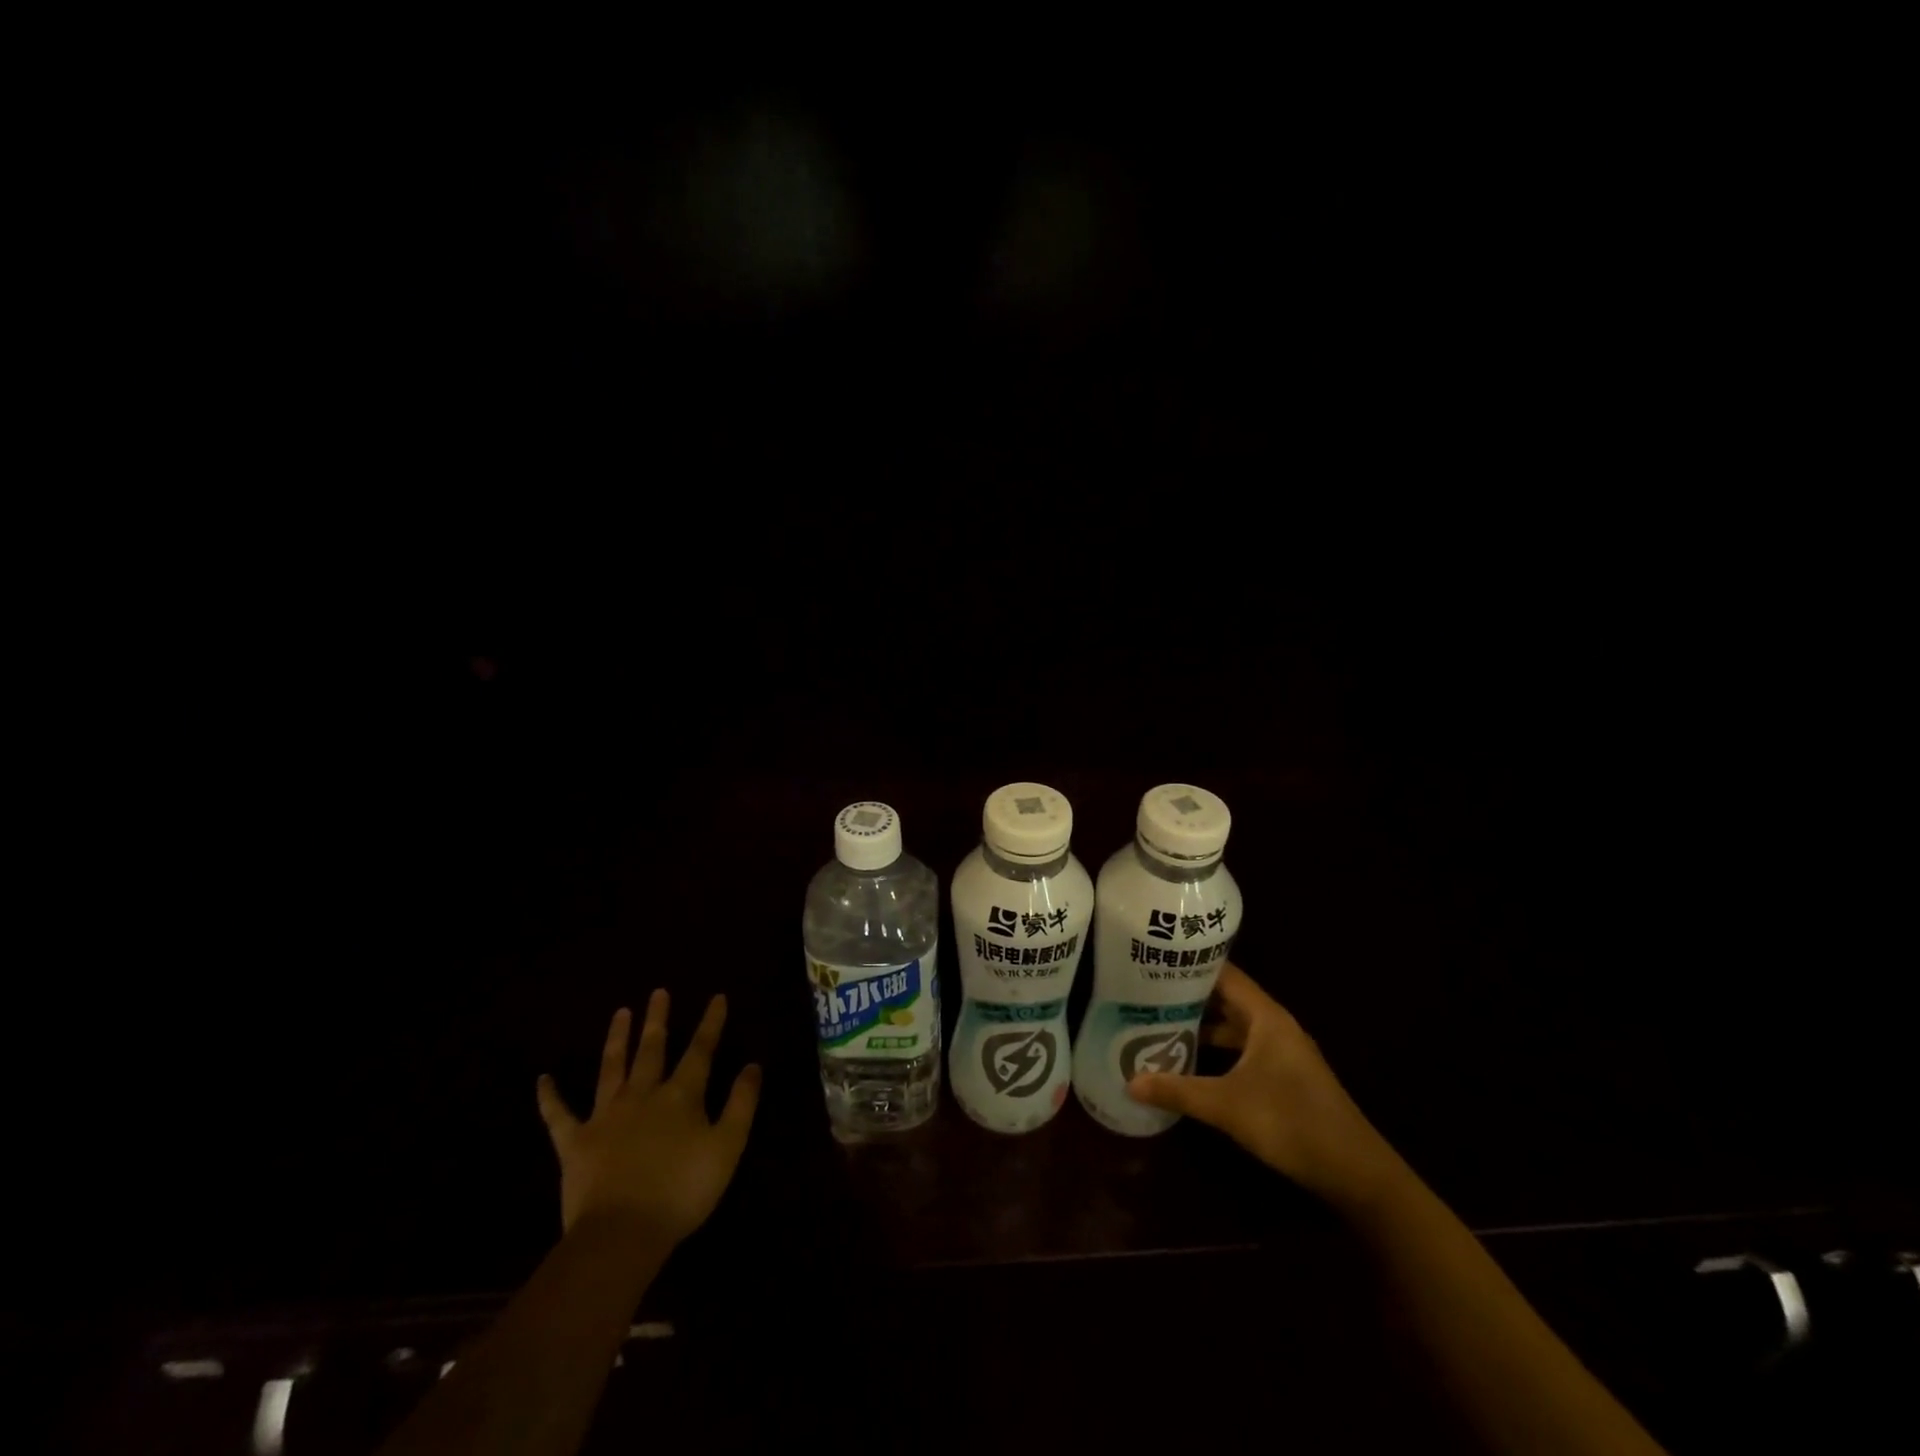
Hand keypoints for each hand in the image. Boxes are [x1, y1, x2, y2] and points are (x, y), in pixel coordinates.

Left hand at [536, 991, 760, 1245]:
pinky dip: (550, 1097)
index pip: (700, 1050)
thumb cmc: (682, 1191)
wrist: (621, 1234)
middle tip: (658, 992)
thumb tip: (752, 1065)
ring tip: (620, 1012)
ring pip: (611, 1068)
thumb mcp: (728, 1146)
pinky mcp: (575, 1143)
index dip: (710, 1023)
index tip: (716, 996)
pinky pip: (559, 1115)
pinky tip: (542, 1079)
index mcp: (681, 1095)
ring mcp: (606, 1116)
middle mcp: (643, 1095)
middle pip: (652, 1049)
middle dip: (658, 1020)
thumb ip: (741, 1103)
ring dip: (617, 1039)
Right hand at [1125, 963, 1401, 1206]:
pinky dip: (1218, 1051)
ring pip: (1235, 1027)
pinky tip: (1192, 1063)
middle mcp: (1275, 1026)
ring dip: (1202, 1026)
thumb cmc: (1291, 1122)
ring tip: (1159, 1024)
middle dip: (1189, 996)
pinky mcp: (1285, 1077)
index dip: (1191, 965)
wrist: (1356, 1172)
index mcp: (1266, 1017)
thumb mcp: (1227, 1106)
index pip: (1225, 974)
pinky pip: (1244, 1050)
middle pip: (1227, 999)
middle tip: (1146, 993)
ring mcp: (1283, 1052)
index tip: (1155, 961)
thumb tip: (1129, 1082)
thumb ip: (1178, 1091)